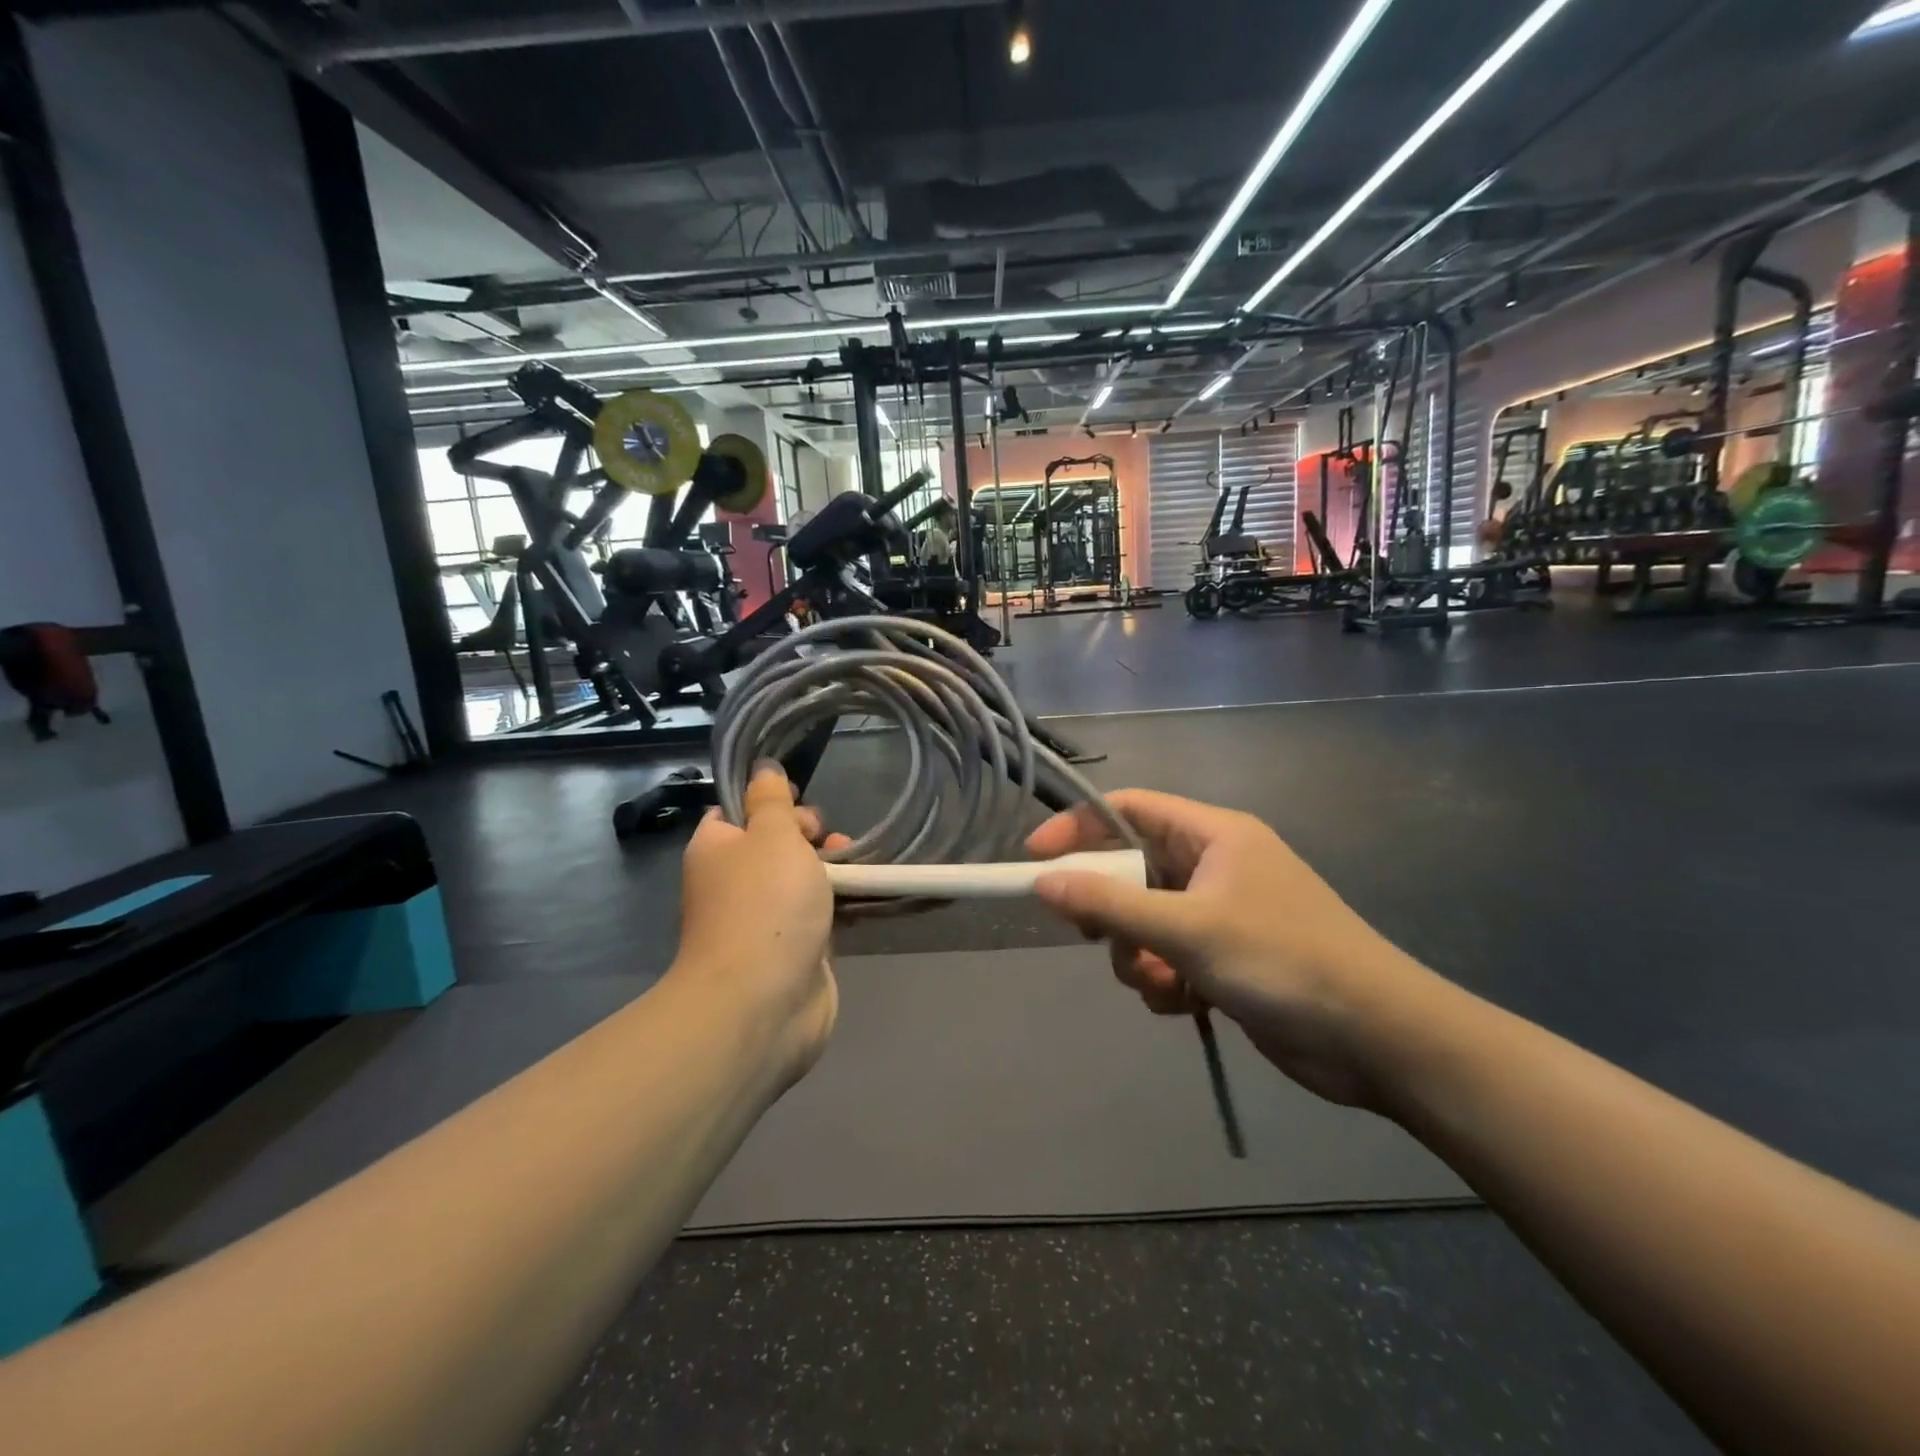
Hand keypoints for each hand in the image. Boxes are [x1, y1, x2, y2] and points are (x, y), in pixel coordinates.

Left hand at [673, 765, 848, 1086]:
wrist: (763, 1002)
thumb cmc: (764, 905)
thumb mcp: (772, 835)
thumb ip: (772, 800)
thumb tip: (762, 768)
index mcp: (716, 849)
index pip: (736, 812)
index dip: (770, 802)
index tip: (799, 803)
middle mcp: (733, 882)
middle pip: (775, 844)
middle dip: (810, 836)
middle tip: (830, 841)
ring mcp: (763, 920)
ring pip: (801, 881)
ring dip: (832, 871)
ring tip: (858, 869)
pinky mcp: (792, 951)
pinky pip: (818, 916)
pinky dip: (840, 906)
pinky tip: (866, 898)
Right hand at [1027, 790, 1432, 1108]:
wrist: (1377, 1039)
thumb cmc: (1283, 962)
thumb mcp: (1188, 930)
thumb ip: (1111, 905)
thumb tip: (1042, 883)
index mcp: (1213, 834)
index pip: (1128, 809)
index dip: (1077, 827)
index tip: (1034, 858)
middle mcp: (1214, 865)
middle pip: (1131, 869)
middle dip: (1111, 910)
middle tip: (1097, 937)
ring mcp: (1220, 913)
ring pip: (1144, 921)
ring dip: (1137, 955)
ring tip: (1161, 983)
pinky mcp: (1225, 958)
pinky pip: (1167, 956)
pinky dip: (1162, 980)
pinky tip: (1182, 1004)